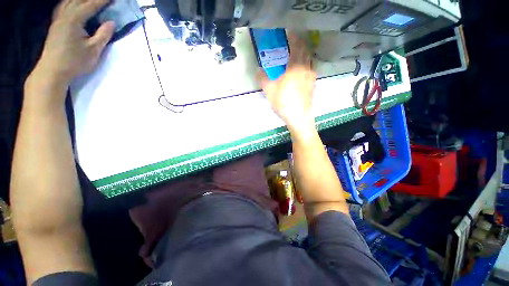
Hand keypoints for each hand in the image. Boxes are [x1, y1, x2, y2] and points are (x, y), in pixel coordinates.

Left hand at [27, 0, 114, 97]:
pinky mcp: (55, 24)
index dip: (103, 0)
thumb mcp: (93, 50)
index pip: (91, 5)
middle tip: (104, 0)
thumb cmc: (74, 62)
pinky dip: (70, 2)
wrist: (52, 71)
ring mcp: (58, 19)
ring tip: (90, 1)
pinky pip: (63, 6)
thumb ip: (103, 35)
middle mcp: (64, 15)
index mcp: (74, 20)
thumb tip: (111, 22)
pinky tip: (74, 3)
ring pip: (69, 1)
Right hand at [257, 34, 316, 133]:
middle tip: (295, 42)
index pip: (297, 46)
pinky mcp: (313, 86)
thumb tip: (258, 70)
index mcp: (295, 66)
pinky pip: (311, 71)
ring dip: (305, 55)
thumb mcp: (269, 90)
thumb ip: (262, 78)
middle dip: (301, 44)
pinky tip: (303, 71)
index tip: (290, 33)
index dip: (294, 38)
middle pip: (306, 52)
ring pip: (310, 61)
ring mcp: (311, 78)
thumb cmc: (283, 101)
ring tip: (299, 55)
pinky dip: (308, 66)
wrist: (298, 117)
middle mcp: (305, 69)